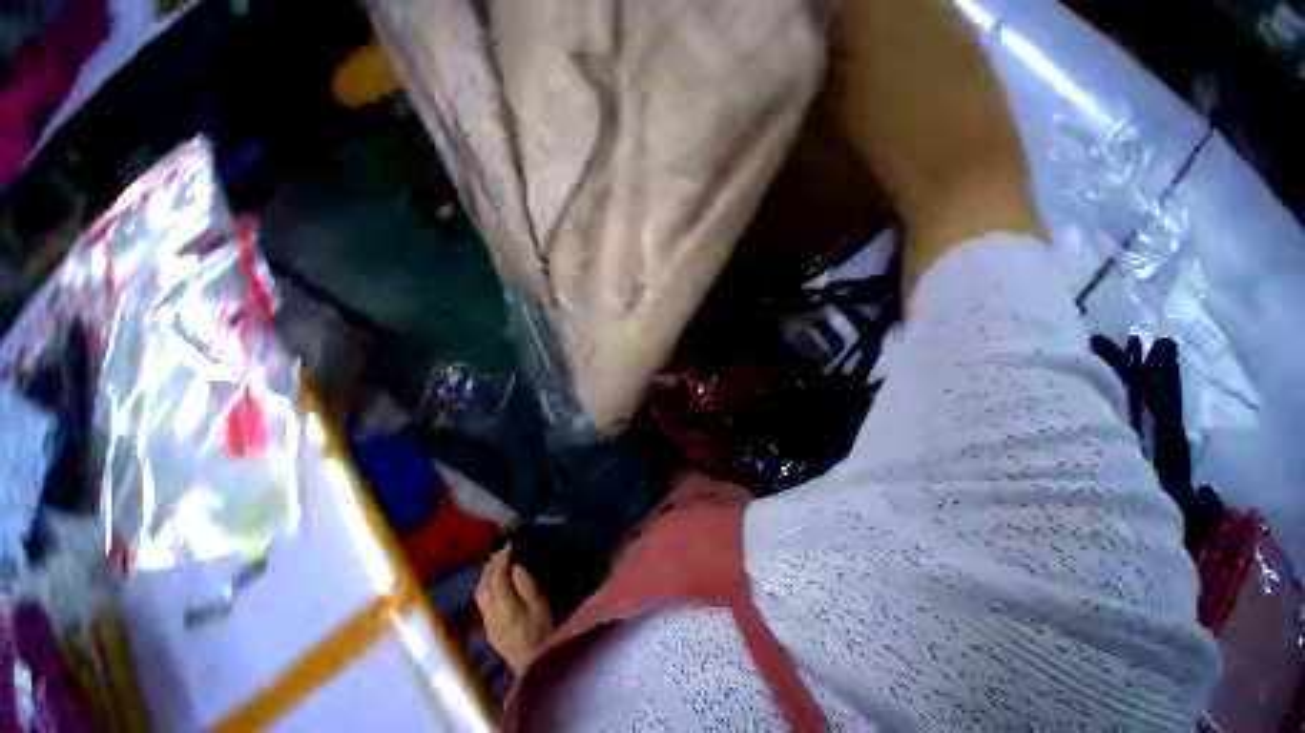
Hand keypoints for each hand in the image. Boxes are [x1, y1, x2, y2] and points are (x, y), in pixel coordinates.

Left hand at [475, 545, 553, 672]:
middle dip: (491, 566)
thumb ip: (526, 586)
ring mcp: (488, 624)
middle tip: (502, 550)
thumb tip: (515, 567)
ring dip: (486, 576)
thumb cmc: (542, 633)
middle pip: (484, 585)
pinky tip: (495, 583)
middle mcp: (491, 615)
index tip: (510, 545)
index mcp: (504, 608)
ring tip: (496, 562)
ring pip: (480, 595)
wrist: (533, 666)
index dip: (502, 560)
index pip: (497, 578)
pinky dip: (486, 586)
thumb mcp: (540, 607)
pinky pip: (482, 602)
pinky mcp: (489, 630)